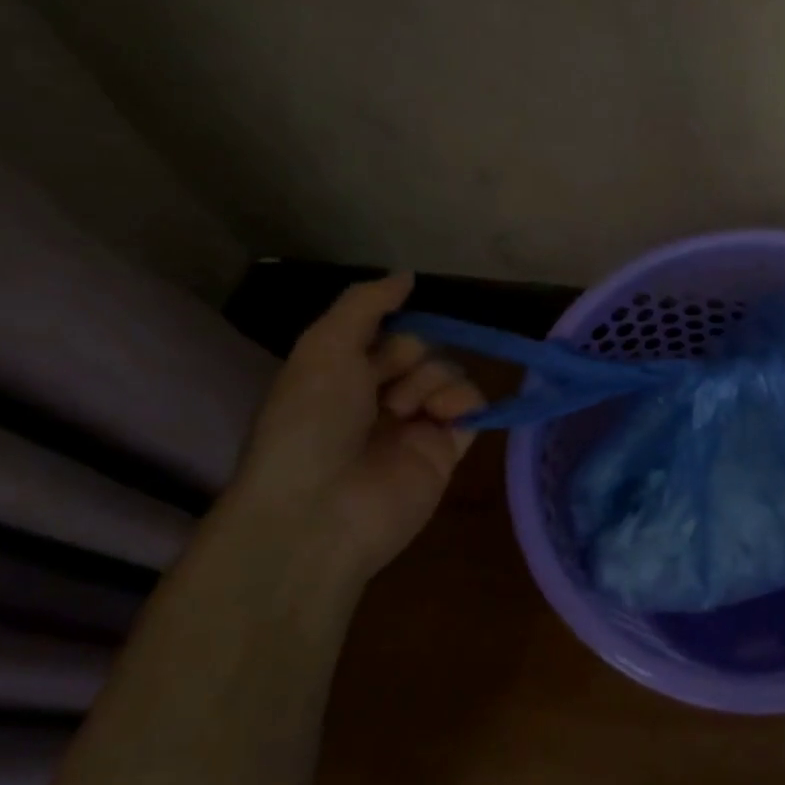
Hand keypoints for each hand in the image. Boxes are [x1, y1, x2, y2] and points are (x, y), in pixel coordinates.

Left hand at [216, 275, 484, 580]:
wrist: (321, 509)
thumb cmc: (311, 421)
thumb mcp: (324, 347)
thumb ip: (366, 304)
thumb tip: (408, 275)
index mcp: (342, 375)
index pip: (386, 333)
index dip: (390, 332)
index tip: (380, 343)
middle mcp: (378, 397)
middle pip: (422, 351)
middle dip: (411, 359)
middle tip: (385, 390)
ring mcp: (414, 425)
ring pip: (449, 375)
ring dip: (434, 382)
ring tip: (412, 412)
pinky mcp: (446, 452)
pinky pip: (473, 409)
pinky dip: (467, 402)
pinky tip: (446, 416)